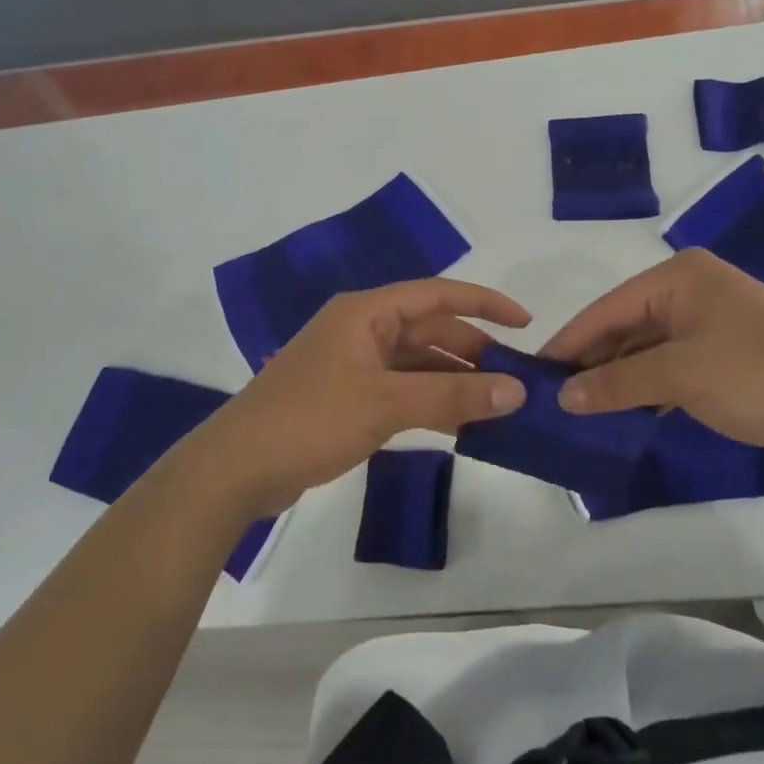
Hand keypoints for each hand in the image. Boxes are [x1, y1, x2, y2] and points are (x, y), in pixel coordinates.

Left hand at [186, 279, 529, 517]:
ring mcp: (352, 365)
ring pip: (417, 363)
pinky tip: (459, 423)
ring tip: (497, 404)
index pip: (437, 295)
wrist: (236, 468)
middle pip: (429, 330)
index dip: (484, 303)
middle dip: (473, 350)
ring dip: (454, 379)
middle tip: (516, 380)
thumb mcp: (386, 403)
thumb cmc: (310, 419)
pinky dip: (430, 401)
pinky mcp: (346, 397)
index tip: (526, 323)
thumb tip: (517, 391)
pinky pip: (401, 389)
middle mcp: (361, 329)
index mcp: (366, 312)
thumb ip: (452, 394)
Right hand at [541, 249, 763, 467]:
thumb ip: (617, 383)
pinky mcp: (725, 355)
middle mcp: (690, 291)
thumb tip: (563, 397)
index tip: (532, 374)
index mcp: (677, 278)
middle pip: (623, 328)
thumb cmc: (760, 374)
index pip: (605, 309)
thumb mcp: (680, 376)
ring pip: (645, 350)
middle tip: (552, 400)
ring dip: (617, 379)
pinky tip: (623, 413)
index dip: (568, 344)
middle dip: (591, 363)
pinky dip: (646, 389)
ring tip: (579, 412)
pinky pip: (669, 367)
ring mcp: (709, 323)